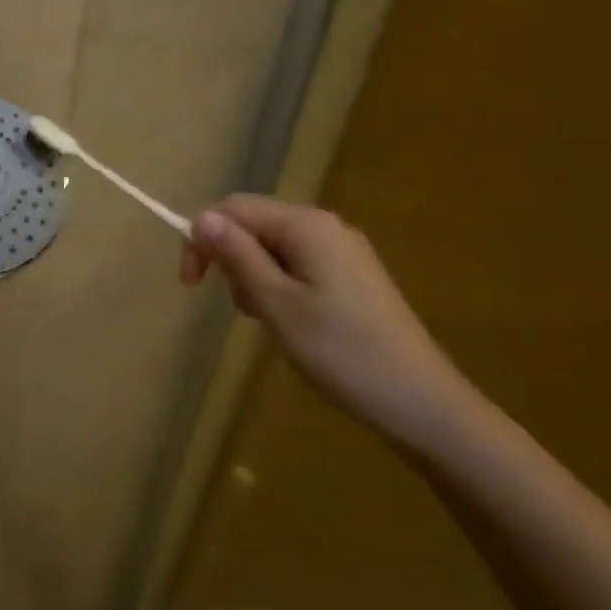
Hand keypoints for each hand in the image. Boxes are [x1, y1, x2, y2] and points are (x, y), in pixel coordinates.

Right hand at [181, 194, 472, 444]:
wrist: (420, 401)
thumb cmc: (340, 351)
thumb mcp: (276, 304)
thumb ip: (238, 256)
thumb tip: (202, 217)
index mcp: (306, 226)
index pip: (234, 209)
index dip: (202, 238)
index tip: (190, 285)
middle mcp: (325, 226)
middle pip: (254, 223)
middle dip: (230, 258)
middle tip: (239, 309)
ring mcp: (342, 251)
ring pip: (273, 246)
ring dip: (253, 276)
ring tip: (265, 320)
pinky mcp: (352, 276)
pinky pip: (297, 264)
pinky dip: (278, 285)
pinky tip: (289, 320)